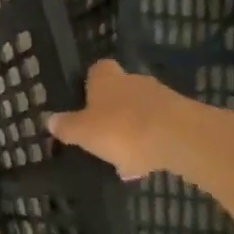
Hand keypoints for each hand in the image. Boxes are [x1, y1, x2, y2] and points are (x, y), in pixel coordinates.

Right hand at [47, 60, 212, 180]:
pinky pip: (161, 127)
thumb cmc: (122, 129)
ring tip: (126, 158)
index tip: (86, 101)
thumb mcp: (84, 133)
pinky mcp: (183, 116)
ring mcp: (161, 97)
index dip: (92, 83)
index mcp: (106, 80)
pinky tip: (148, 164)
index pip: (98, 69)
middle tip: (104, 134)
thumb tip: (50, 119)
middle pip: (121, 90)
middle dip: (113, 110)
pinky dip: (153, 142)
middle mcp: (133, 81)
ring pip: (142, 110)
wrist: (180, 137)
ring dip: (134, 129)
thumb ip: (67, 127)